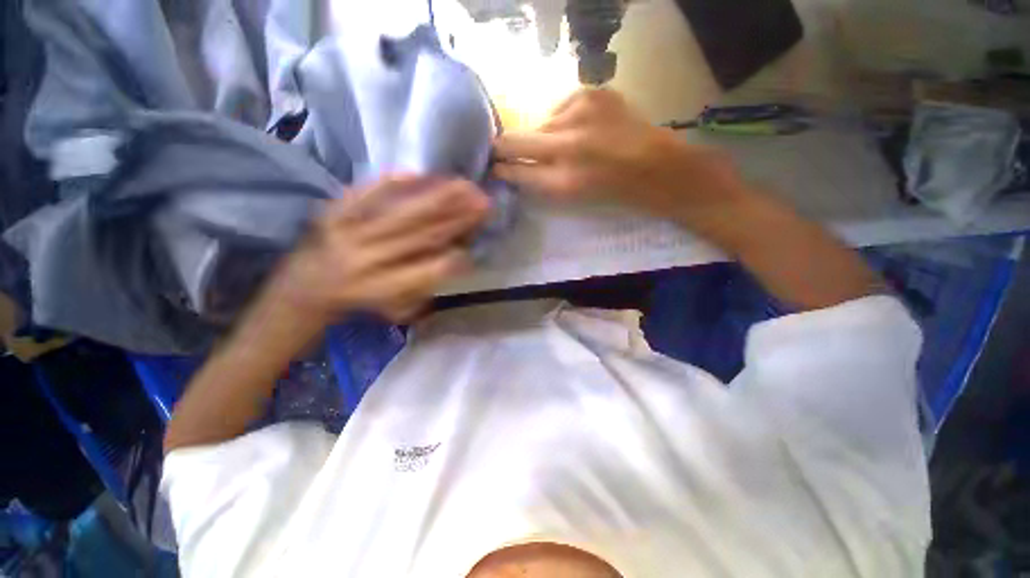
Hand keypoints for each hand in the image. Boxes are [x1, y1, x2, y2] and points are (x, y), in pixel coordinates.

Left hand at [268, 175, 488, 323]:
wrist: (301, 291)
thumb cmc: (356, 303)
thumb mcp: (393, 308)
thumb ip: (424, 285)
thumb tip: (454, 256)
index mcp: (383, 288)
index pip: (429, 271)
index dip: (456, 259)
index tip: (475, 246)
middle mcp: (369, 260)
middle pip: (422, 235)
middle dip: (458, 217)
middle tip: (483, 202)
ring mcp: (349, 232)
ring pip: (403, 212)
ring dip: (438, 197)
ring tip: (465, 186)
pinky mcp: (334, 213)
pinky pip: (366, 193)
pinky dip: (394, 183)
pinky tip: (420, 173)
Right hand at [493, 88, 746, 224]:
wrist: (656, 167)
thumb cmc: (613, 191)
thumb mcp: (571, 195)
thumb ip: (537, 181)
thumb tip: (510, 169)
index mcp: (565, 178)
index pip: (515, 167)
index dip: (500, 166)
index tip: (492, 167)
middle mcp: (569, 143)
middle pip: (518, 139)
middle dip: (507, 148)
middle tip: (505, 153)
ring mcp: (582, 112)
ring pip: (541, 124)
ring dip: (544, 137)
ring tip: (563, 147)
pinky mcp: (594, 92)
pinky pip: (561, 108)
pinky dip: (563, 121)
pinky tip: (580, 131)